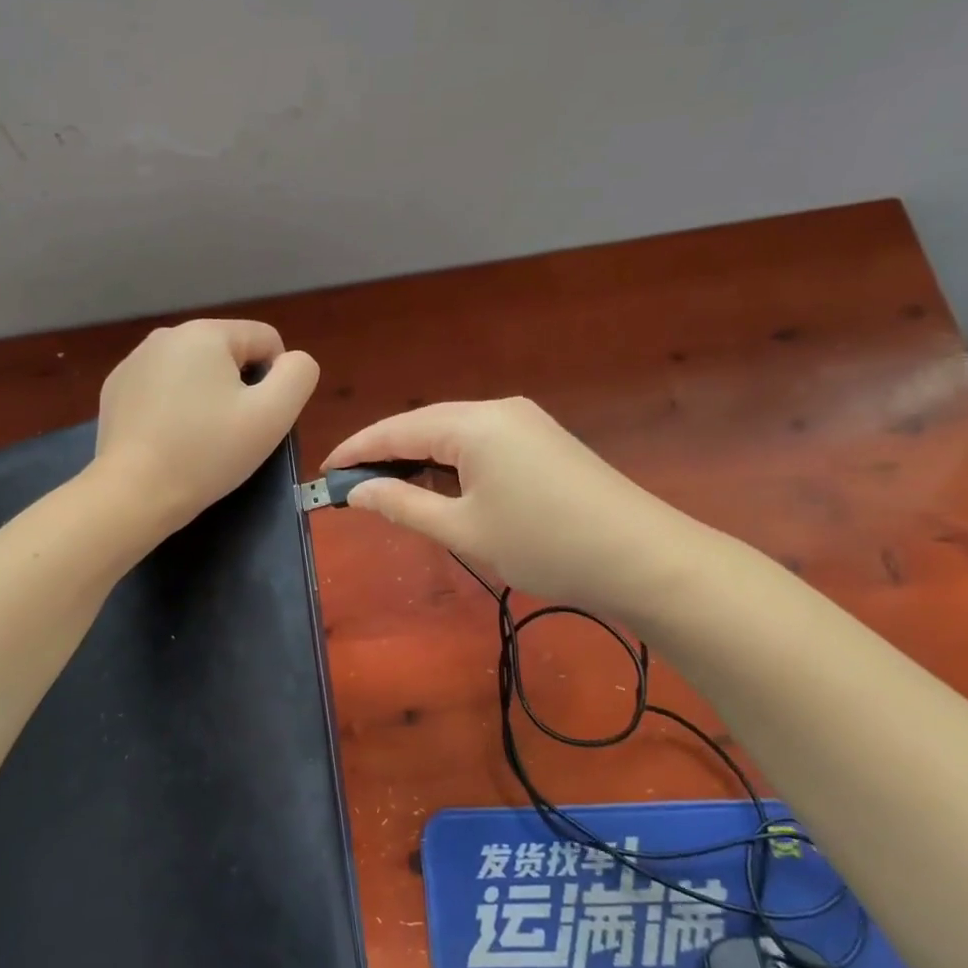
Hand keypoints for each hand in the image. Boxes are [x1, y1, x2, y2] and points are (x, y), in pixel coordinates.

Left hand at [95, 319, 319, 535]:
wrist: (133, 493)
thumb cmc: (208, 453)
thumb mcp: (273, 415)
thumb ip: (298, 375)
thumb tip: (292, 361)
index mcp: (206, 332)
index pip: (265, 340)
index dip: (275, 380)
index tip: (259, 419)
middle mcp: (166, 335)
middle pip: (227, 355)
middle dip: (237, 388)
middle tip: (230, 434)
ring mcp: (134, 361)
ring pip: (194, 372)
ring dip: (205, 397)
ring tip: (198, 440)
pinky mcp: (116, 389)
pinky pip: (162, 388)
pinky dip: (173, 408)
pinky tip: (168, 440)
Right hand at [322, 398, 711, 617]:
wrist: (643, 558)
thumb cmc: (543, 544)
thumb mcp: (463, 529)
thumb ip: (402, 505)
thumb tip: (357, 492)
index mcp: (473, 423)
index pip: (397, 429)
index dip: (356, 450)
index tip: (324, 473)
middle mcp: (498, 410)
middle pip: (424, 425)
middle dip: (385, 454)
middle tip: (351, 487)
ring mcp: (526, 422)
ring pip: (453, 434)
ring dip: (418, 459)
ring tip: (388, 490)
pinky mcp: (544, 441)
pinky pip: (481, 443)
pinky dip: (450, 462)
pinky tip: (440, 486)